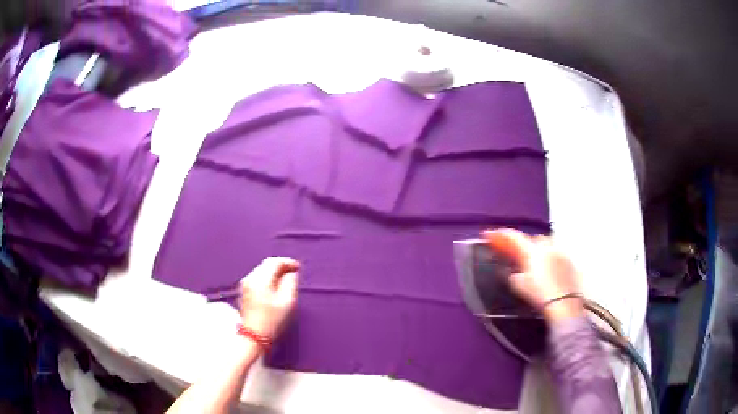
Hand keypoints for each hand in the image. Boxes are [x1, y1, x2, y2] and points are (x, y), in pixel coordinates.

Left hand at [240, 257, 299, 339]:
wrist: (254, 336)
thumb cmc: (272, 320)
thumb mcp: (287, 302)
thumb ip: (290, 283)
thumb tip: (291, 273)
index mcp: (260, 280)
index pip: (274, 262)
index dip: (287, 262)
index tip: (298, 267)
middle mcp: (250, 279)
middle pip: (266, 265)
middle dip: (280, 266)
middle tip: (293, 272)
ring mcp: (244, 285)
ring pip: (261, 271)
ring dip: (273, 272)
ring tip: (285, 280)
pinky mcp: (243, 291)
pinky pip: (256, 278)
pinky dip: (266, 278)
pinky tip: (274, 286)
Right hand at [483, 229, 582, 323]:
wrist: (564, 304)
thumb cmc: (540, 294)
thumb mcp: (519, 286)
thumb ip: (513, 275)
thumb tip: (513, 272)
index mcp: (533, 250)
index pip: (514, 237)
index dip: (499, 235)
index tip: (488, 234)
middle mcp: (548, 245)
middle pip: (532, 239)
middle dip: (523, 245)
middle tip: (515, 254)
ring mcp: (560, 252)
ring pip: (546, 245)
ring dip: (537, 251)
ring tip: (533, 263)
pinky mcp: (569, 261)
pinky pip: (556, 254)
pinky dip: (549, 258)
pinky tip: (547, 269)